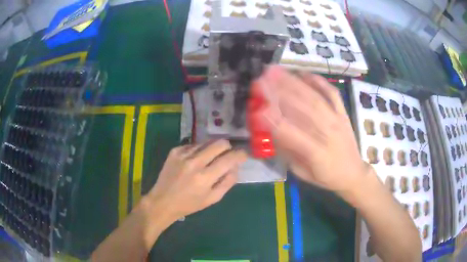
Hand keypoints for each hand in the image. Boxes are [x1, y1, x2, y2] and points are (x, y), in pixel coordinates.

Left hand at [146, 140, 247, 220]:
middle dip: (228, 147)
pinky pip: (194, 144)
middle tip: (227, 155)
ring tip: (208, 160)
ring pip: (207, 142)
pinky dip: (199, 150)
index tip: (243, 155)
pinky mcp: (175, 151)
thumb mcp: (212, 198)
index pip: (229, 159)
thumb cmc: (189, 204)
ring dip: (212, 149)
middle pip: (219, 143)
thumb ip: (227, 182)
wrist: (162, 201)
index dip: (240, 154)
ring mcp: (183, 154)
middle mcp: (194, 162)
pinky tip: (194, 160)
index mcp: (205, 177)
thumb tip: (236, 166)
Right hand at [256, 66, 369, 196]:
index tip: (257, 109)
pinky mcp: (342, 113)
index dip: (274, 121)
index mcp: (317, 153)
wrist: (353, 173)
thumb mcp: (303, 173)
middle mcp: (328, 133)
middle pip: (304, 108)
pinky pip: (331, 93)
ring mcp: (337, 119)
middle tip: (261, 79)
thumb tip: (271, 131)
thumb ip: (288, 152)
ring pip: (314, 97)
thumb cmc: (326, 177)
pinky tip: (303, 73)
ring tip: (276, 71)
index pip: (292, 134)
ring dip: (294, 82)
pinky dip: (318, 81)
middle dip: (280, 92)